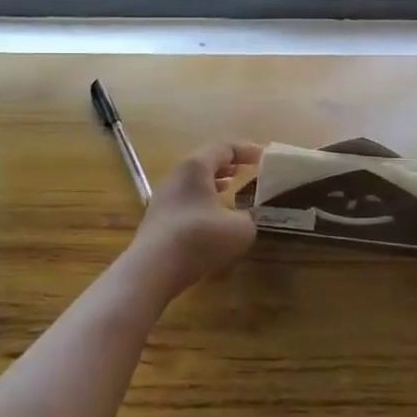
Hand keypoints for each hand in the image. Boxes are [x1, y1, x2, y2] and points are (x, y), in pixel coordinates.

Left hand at [127, 140, 262, 296]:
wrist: (153, 268)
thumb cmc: (199, 238)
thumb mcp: (240, 229)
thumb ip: (248, 218)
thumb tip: (244, 218)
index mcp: (196, 167)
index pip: (223, 147)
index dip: (245, 150)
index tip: (263, 156)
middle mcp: (176, 175)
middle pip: (204, 161)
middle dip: (227, 164)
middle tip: (245, 169)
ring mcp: (163, 197)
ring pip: (192, 181)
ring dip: (213, 181)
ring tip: (230, 187)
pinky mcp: (158, 218)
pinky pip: (185, 198)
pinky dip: (202, 199)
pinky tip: (211, 215)